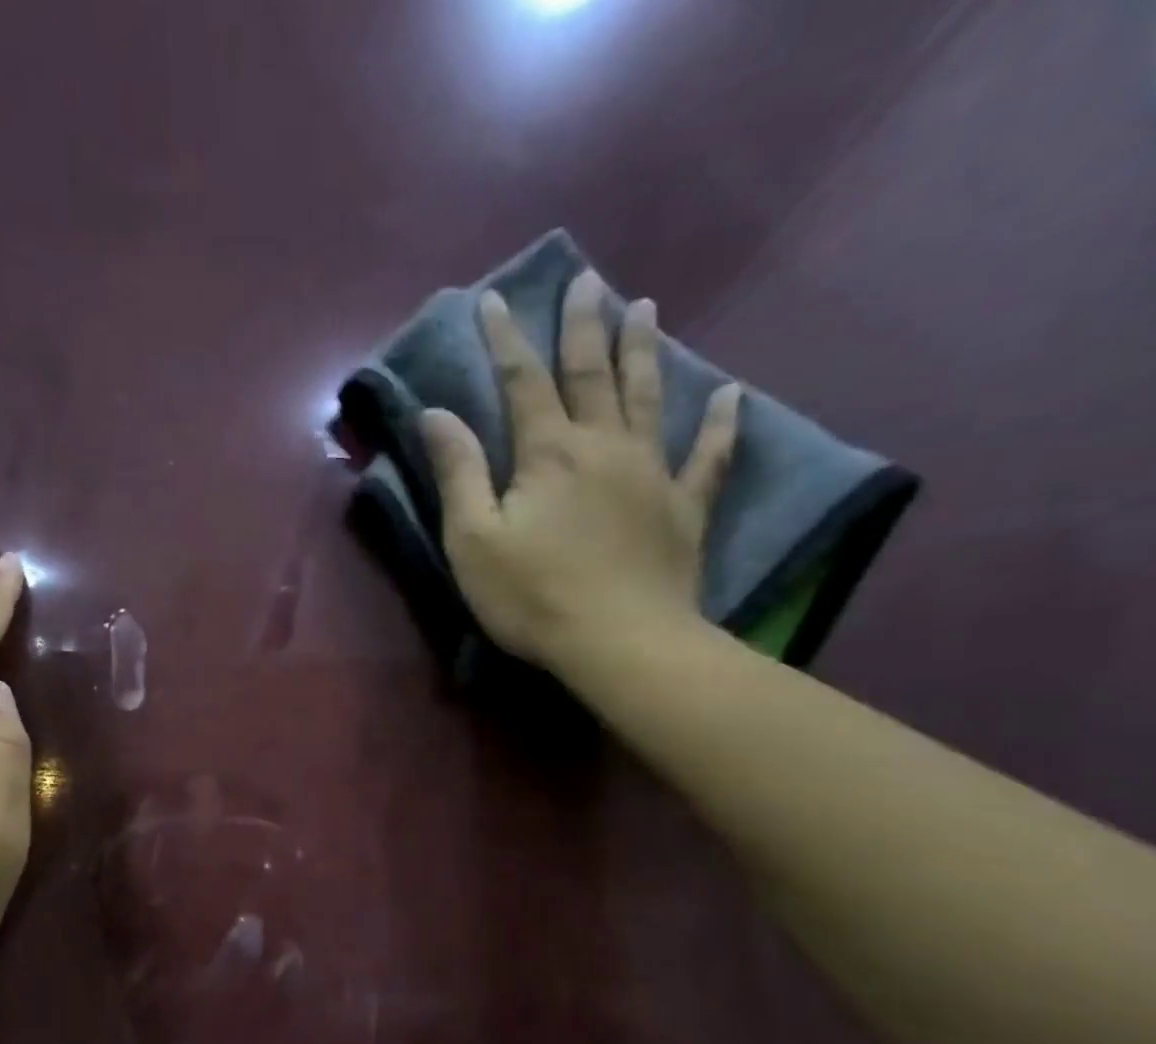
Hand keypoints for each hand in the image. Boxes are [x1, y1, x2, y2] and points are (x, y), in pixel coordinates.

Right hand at [419, 271, 741, 670]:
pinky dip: (720, 423)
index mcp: (548, 454)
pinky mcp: (683, 508)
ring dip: (643, 351)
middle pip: (592, 374)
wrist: (619, 642)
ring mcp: (652, 473)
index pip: (522, 382)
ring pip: (647, 397)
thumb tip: (437, 413)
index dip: (506, 340)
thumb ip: (458, 473)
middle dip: (583, 325)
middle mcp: (603, 446)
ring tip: (644, 307)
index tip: (494, 299)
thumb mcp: (473, 539)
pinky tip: (729, 395)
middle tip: (588, 279)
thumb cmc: (532, 595)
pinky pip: (708, 456)